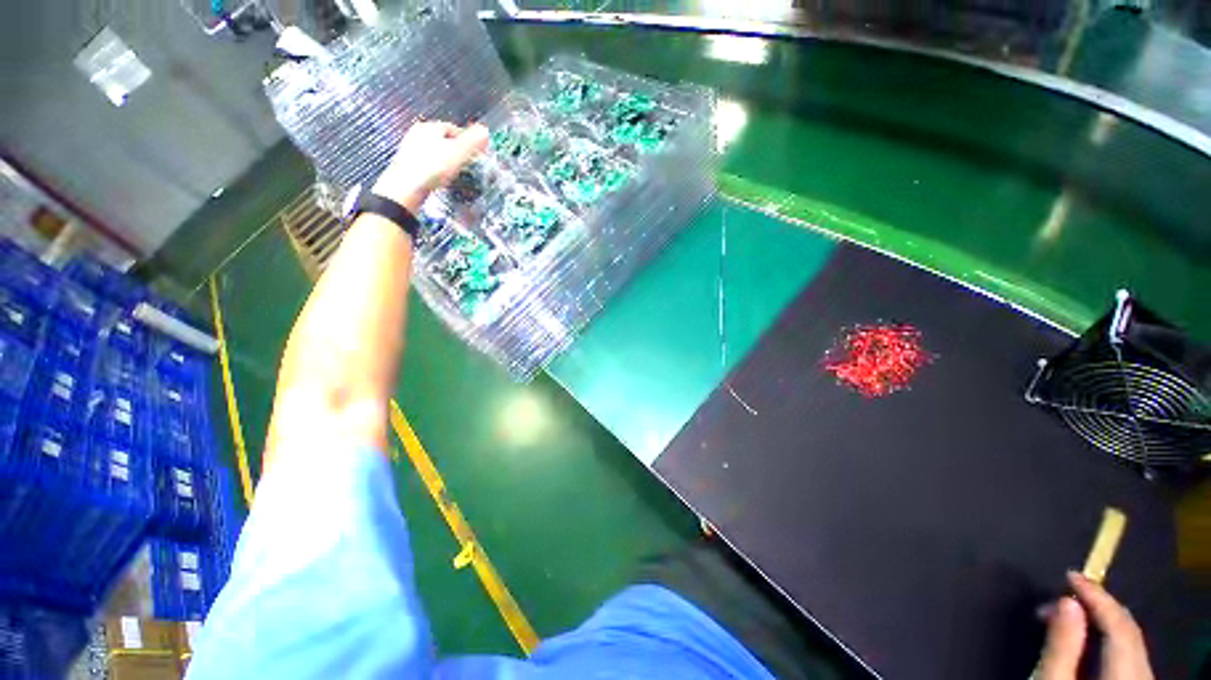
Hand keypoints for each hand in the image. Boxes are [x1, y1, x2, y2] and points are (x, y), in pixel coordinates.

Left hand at [372, 120, 488, 211]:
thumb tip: (485, 130)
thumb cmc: (434, 167)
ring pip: (434, 150)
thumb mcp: (458, 153)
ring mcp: (410, 148)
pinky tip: (440, 178)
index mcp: (430, 127)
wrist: (407, 186)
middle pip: (442, 139)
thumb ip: (473, 141)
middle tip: (466, 163)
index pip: (453, 129)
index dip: (467, 140)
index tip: (476, 153)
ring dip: (445, 159)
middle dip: (455, 150)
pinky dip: (436, 168)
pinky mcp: (406, 163)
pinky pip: (427, 162)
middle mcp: (417, 133)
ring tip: (455, 172)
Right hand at [1037, 572, 1153, 679]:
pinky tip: (1088, 636)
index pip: (1117, 621)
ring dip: (1100, 621)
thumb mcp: (1055, 678)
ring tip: (1068, 614)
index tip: (1070, 573)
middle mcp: (1143, 669)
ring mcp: (1142, 676)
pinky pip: (1128, 651)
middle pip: (1126, 629)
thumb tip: (1066, 600)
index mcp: (1127, 669)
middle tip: (1062, 595)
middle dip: (1096, 607)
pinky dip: (1108, 637)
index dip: (1096, 594)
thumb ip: (1063, 644)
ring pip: (1128, 640)